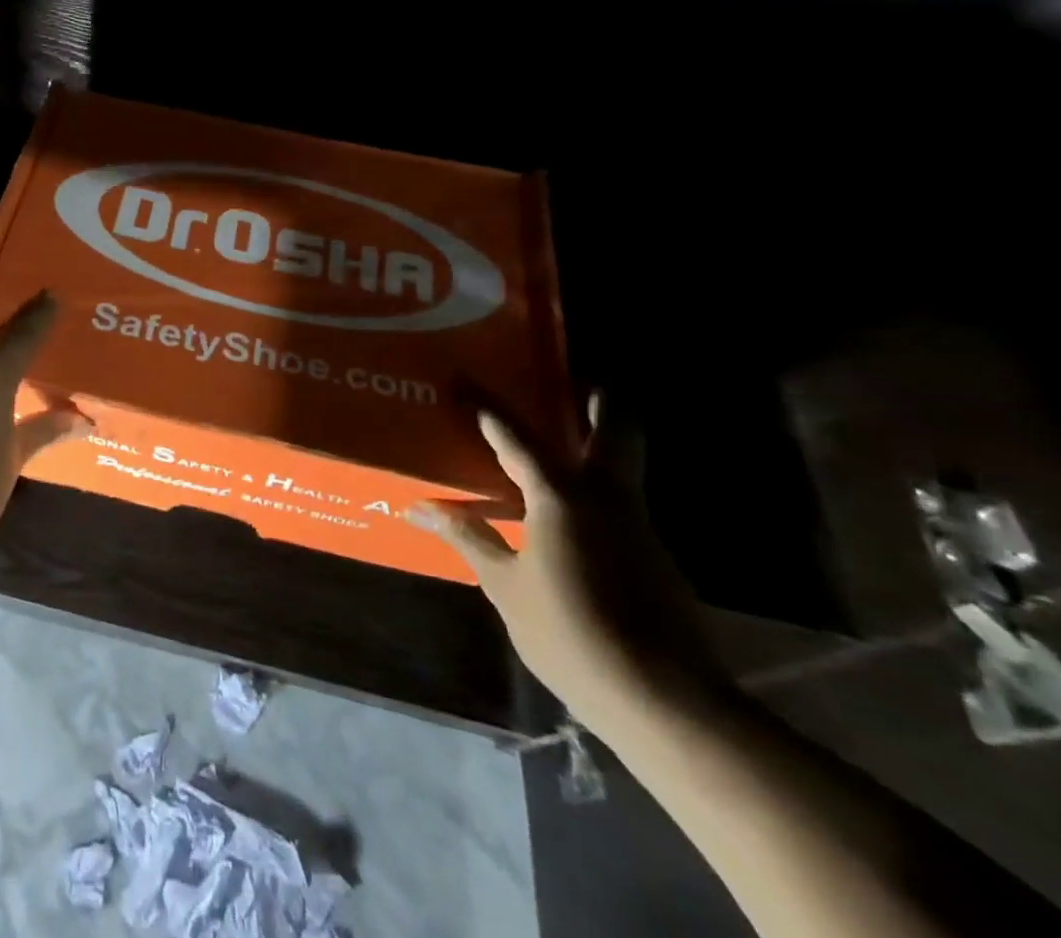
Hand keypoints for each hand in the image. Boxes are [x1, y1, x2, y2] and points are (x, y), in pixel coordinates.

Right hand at [412, 397, 723, 727]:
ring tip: (562, 441)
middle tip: (576, 379)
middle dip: (600, 401)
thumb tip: (418, 508)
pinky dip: (597, 491)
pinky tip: (571, 516)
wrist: (667, 704)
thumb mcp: (505, 587)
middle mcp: (608, 499)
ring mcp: (639, 528)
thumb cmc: (570, 635)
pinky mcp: (656, 559)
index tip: (465, 384)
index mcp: (562, 499)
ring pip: (623, 467)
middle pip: (616, 431)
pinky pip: (622, 505)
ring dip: (600, 444)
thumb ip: (467, 538)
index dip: (489, 412)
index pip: (518, 441)